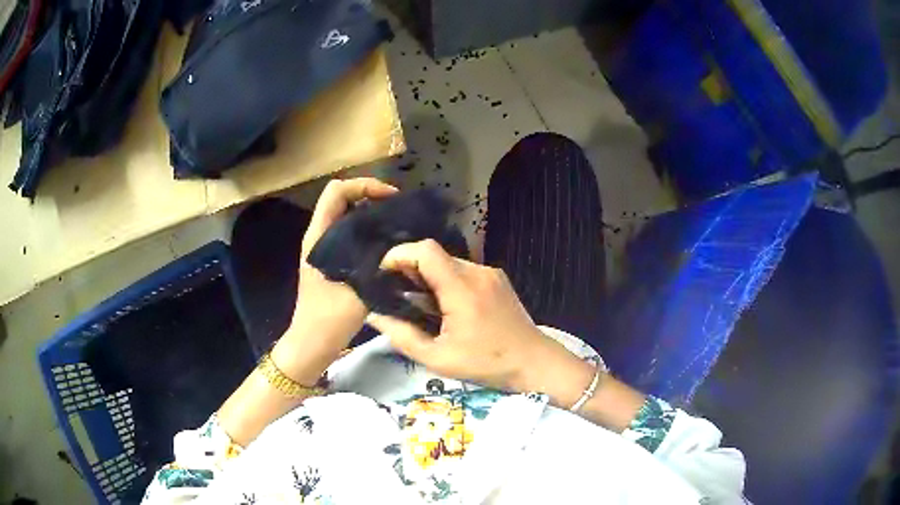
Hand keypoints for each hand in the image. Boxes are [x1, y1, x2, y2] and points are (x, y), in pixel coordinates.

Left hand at [272, 178, 397, 383]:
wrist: (311, 345)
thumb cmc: (328, 319)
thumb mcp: (357, 289)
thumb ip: (377, 263)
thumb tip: (400, 240)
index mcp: (319, 237)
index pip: (337, 191)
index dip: (364, 186)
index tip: (391, 198)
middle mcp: (319, 236)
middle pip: (343, 199)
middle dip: (371, 197)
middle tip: (398, 211)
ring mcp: (324, 249)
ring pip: (348, 217)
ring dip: (371, 214)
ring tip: (396, 225)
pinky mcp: (331, 261)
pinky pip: (350, 234)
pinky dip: (368, 231)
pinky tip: (386, 245)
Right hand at [365, 239, 584, 393]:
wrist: (534, 362)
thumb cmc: (487, 364)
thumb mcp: (438, 358)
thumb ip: (402, 336)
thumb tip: (374, 316)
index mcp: (461, 289)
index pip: (425, 250)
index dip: (399, 255)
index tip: (384, 274)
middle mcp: (477, 272)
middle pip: (435, 255)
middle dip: (411, 270)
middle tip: (399, 296)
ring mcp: (490, 273)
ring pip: (449, 263)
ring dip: (430, 278)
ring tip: (423, 306)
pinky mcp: (498, 279)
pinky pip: (464, 271)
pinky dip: (448, 282)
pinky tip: (447, 307)